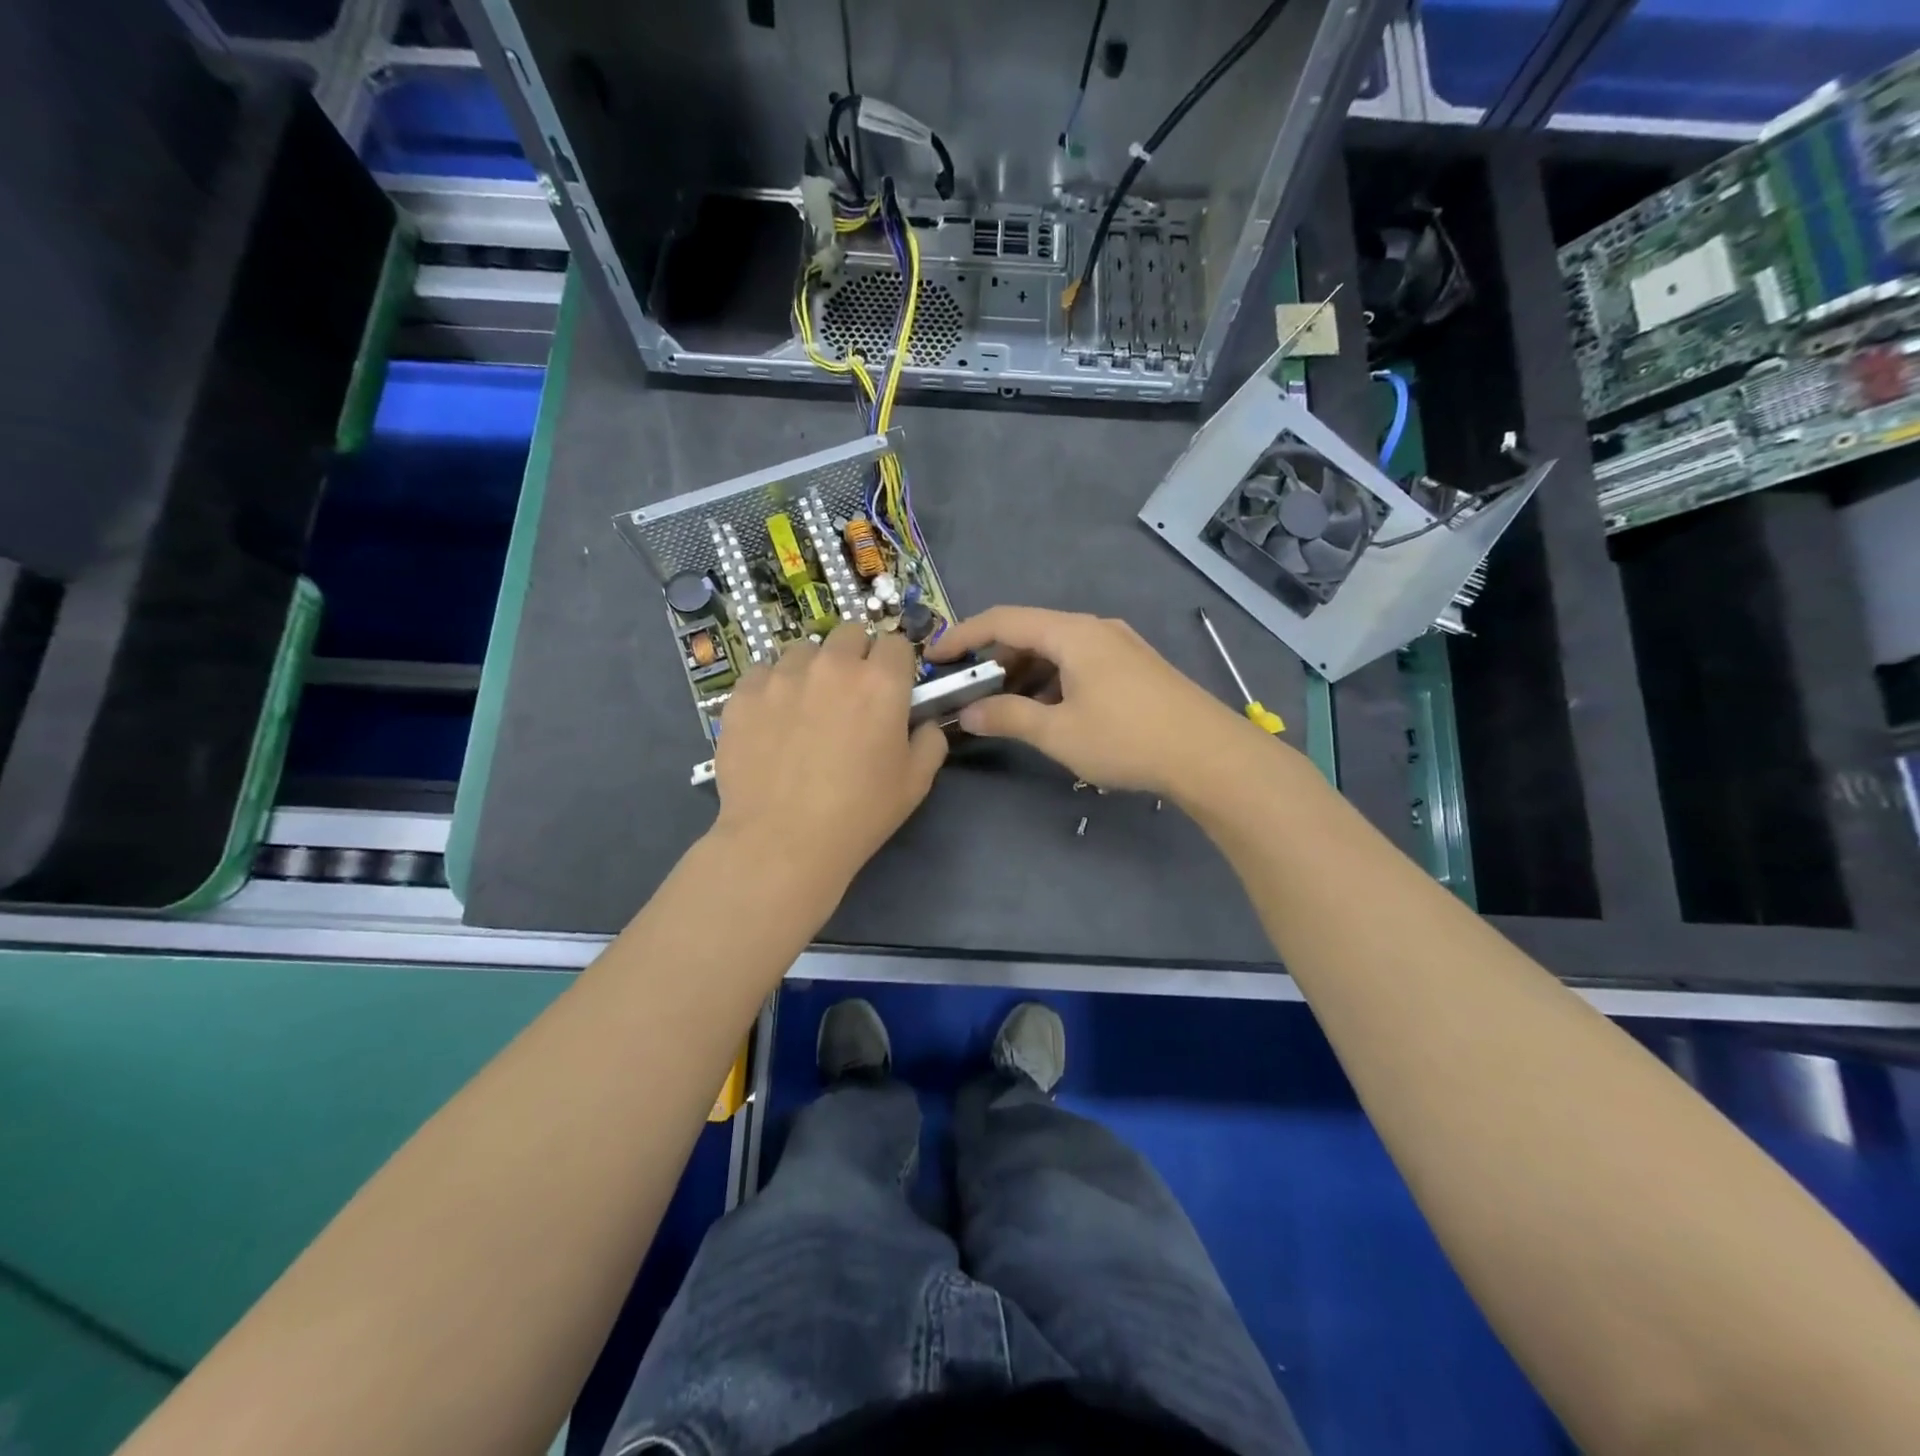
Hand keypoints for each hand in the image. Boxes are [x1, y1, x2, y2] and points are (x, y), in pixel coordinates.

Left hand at [714, 624, 947, 883]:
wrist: (783, 841)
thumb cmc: (860, 813)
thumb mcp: (916, 782)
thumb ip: (930, 740)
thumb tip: (922, 722)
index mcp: (880, 682)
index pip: (895, 643)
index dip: (895, 664)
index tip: (890, 688)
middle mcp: (832, 666)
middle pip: (848, 634)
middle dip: (855, 656)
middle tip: (850, 695)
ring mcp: (783, 676)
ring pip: (803, 651)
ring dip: (812, 668)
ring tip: (806, 706)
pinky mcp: (743, 694)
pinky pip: (762, 673)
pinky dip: (772, 688)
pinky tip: (772, 720)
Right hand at [926, 606, 1261, 797]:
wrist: (1210, 755)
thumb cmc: (1127, 738)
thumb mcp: (1058, 732)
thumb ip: (1008, 718)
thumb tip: (968, 715)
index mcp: (1073, 633)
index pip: (1003, 620)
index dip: (963, 636)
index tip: (934, 657)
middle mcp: (1096, 629)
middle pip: (1031, 632)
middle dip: (995, 659)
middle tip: (968, 689)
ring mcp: (1120, 646)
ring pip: (1057, 650)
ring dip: (1025, 674)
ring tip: (1003, 707)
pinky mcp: (1135, 668)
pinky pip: (1080, 664)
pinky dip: (1053, 681)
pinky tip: (1048, 711)